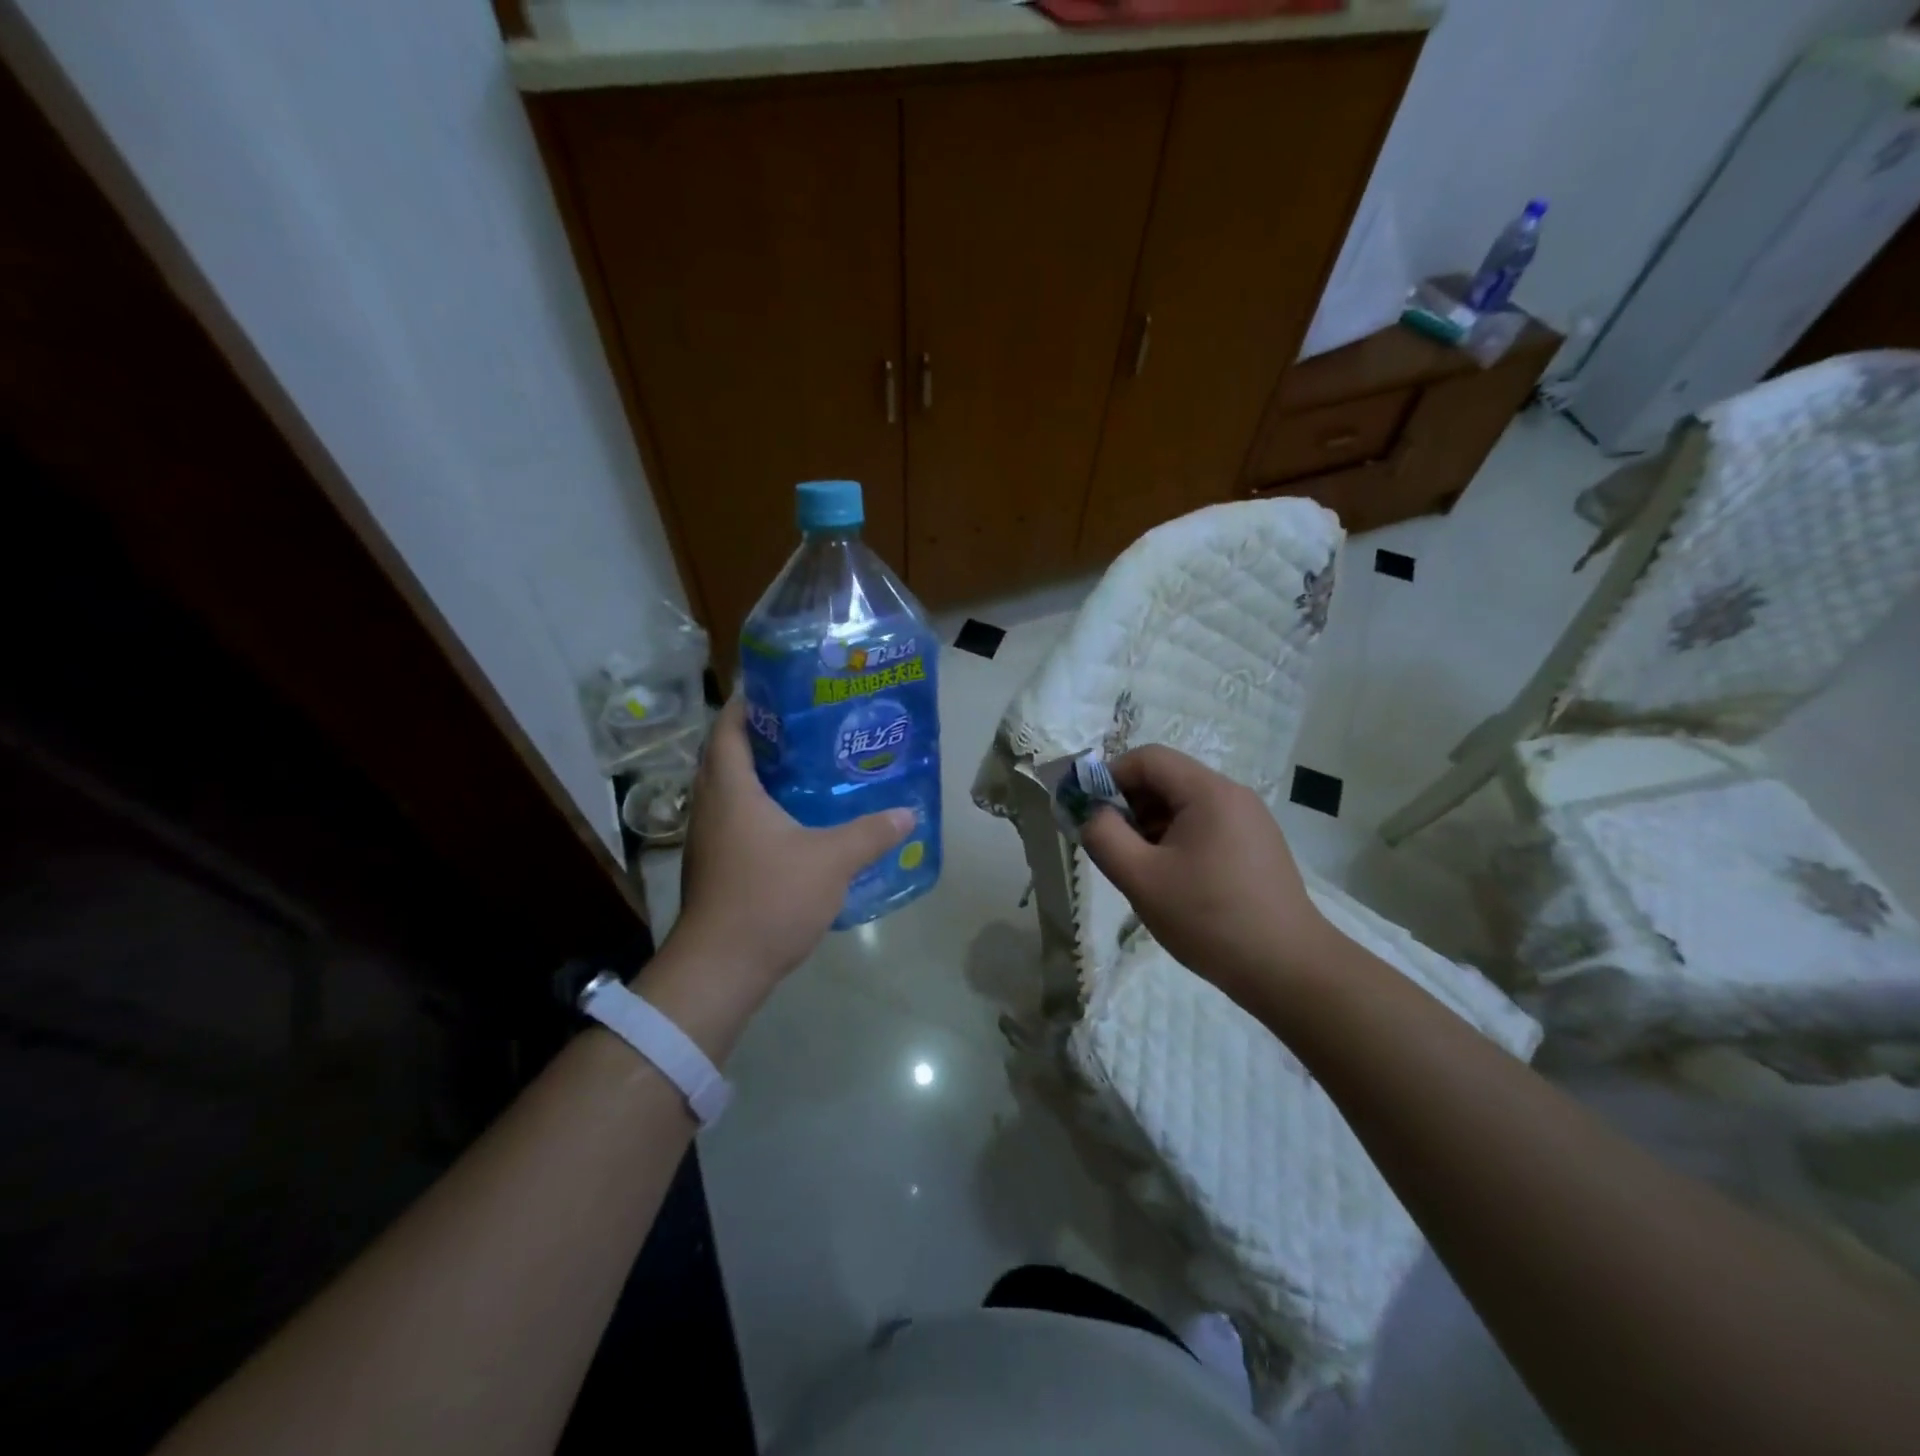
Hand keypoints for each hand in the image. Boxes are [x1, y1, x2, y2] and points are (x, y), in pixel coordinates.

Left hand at [664, 697, 912, 994]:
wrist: (720, 968)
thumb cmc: (769, 898)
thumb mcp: (831, 861)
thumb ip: (871, 833)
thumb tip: (909, 813)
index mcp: (730, 789)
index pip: (730, 728)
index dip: (750, 703)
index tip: (784, 689)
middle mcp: (710, 806)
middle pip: (728, 755)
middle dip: (764, 736)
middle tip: (808, 726)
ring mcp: (708, 838)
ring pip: (731, 789)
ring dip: (761, 774)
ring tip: (808, 766)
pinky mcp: (714, 865)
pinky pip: (735, 818)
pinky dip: (760, 807)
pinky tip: (796, 820)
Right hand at [1080, 745, 1333, 1009]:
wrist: (1289, 970)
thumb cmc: (1209, 919)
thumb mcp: (1141, 878)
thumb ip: (1104, 836)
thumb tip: (1091, 813)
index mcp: (1208, 792)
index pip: (1147, 758)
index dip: (1109, 778)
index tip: (1089, 814)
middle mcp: (1233, 795)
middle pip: (1167, 779)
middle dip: (1129, 805)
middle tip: (1110, 845)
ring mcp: (1250, 821)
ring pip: (1184, 805)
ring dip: (1151, 825)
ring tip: (1138, 868)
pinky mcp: (1257, 846)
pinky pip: (1205, 826)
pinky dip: (1176, 840)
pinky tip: (1171, 880)